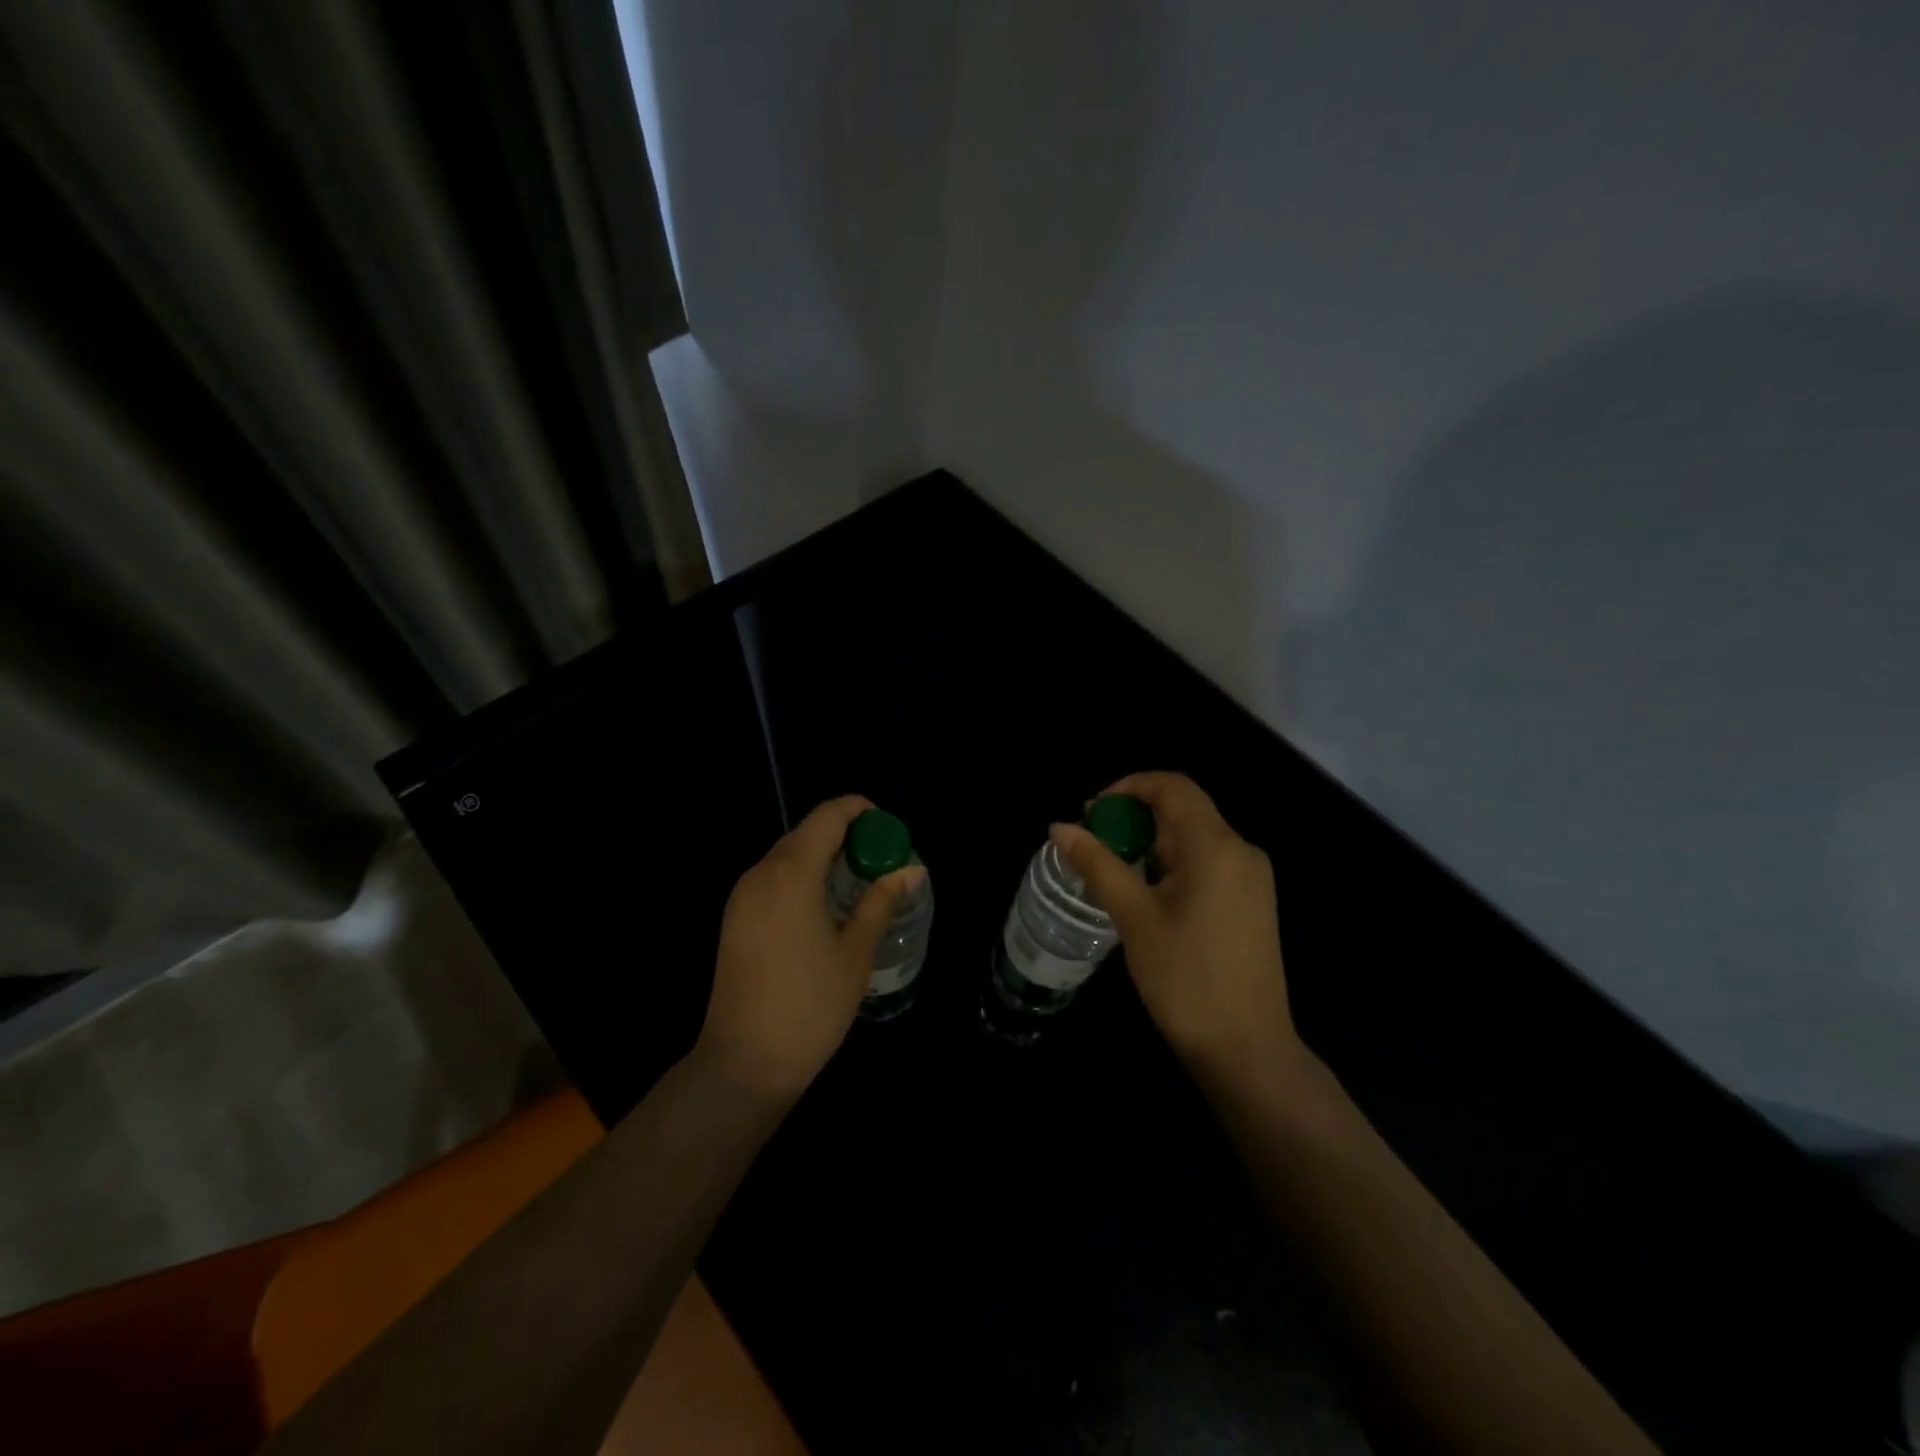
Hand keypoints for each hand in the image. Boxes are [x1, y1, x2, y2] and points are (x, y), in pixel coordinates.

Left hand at [696, 795, 925, 1101]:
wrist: (744, 1062)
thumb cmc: (810, 1005)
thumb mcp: (856, 952)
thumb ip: (882, 901)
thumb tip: (912, 869)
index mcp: (792, 873)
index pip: (828, 816)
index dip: (859, 810)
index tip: (888, 829)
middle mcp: (761, 873)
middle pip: (807, 832)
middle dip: (846, 835)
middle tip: (880, 862)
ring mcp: (742, 896)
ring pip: (787, 855)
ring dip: (823, 857)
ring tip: (858, 884)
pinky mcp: (734, 918)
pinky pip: (772, 878)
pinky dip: (802, 877)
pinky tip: (824, 907)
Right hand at [1053, 772, 1301, 1082]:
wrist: (1247, 1050)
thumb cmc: (1187, 980)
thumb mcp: (1135, 918)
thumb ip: (1098, 865)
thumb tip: (1059, 827)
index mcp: (1217, 847)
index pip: (1174, 786)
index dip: (1130, 786)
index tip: (1092, 811)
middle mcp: (1241, 851)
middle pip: (1184, 810)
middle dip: (1135, 816)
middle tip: (1093, 842)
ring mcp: (1251, 879)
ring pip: (1194, 838)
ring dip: (1151, 842)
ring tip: (1110, 868)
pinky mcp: (1251, 903)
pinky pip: (1207, 863)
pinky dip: (1171, 864)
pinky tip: (1144, 892)